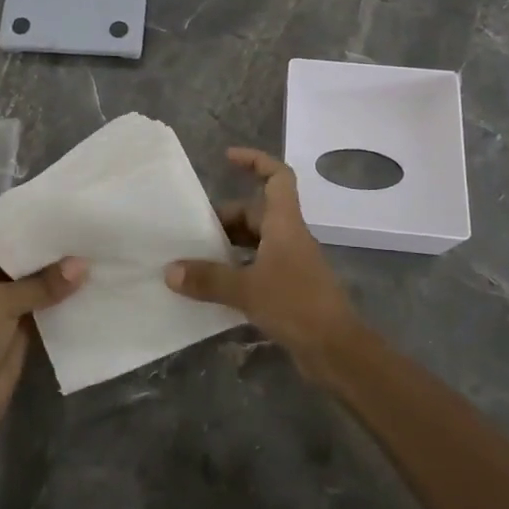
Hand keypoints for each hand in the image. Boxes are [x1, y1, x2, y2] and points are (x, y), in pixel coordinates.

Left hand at [0, 239, 83, 441]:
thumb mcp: (2, 303)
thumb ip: (43, 283)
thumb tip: (84, 264)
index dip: (24, 225)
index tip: (58, 210)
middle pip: (15, 258)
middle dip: (44, 248)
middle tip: (80, 226)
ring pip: (30, 281)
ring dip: (54, 272)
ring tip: (89, 247)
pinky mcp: (17, 326)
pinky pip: (40, 303)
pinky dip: (58, 295)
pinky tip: (86, 280)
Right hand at [166, 147, 360, 376]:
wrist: (338, 351)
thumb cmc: (297, 305)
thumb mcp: (247, 289)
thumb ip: (208, 278)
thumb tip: (170, 270)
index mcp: (285, 224)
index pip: (278, 177)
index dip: (255, 161)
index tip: (227, 158)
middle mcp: (289, 237)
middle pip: (257, 212)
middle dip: (226, 217)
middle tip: (193, 230)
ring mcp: (291, 264)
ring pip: (256, 242)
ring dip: (230, 245)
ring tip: (197, 257)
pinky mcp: (290, 289)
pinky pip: (258, 267)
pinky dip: (237, 270)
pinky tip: (215, 287)